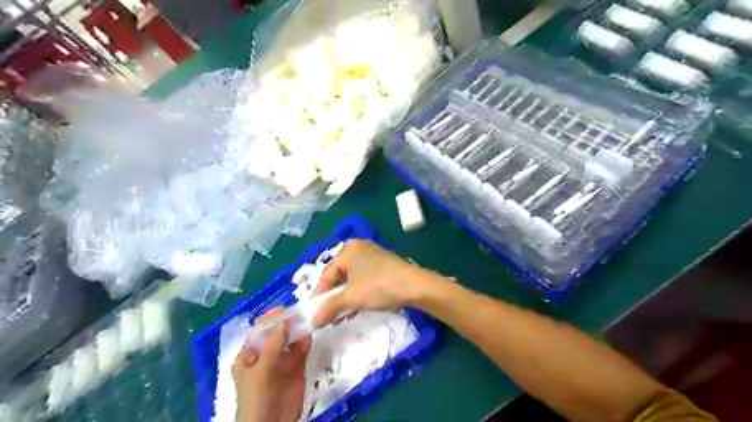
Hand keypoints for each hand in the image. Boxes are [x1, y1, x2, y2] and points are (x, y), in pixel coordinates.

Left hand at [231, 306, 308, 420]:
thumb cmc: (257, 399)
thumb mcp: (261, 371)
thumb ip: (272, 346)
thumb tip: (284, 321)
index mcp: (249, 355)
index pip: (258, 331)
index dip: (269, 318)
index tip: (283, 307)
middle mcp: (266, 355)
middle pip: (277, 333)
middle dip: (287, 322)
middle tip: (300, 311)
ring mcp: (282, 361)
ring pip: (291, 340)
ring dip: (298, 330)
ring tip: (308, 319)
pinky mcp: (296, 367)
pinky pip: (301, 350)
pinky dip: (305, 341)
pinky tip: (310, 334)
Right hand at [313, 239, 441, 324]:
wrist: (414, 286)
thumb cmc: (378, 287)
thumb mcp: (351, 298)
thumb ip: (329, 307)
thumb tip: (313, 320)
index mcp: (348, 249)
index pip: (327, 274)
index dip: (320, 295)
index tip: (315, 313)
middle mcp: (359, 248)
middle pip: (339, 276)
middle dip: (334, 298)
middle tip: (329, 316)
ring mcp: (372, 255)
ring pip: (352, 279)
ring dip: (346, 298)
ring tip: (343, 316)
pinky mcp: (383, 264)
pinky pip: (364, 278)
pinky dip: (359, 293)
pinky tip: (357, 308)